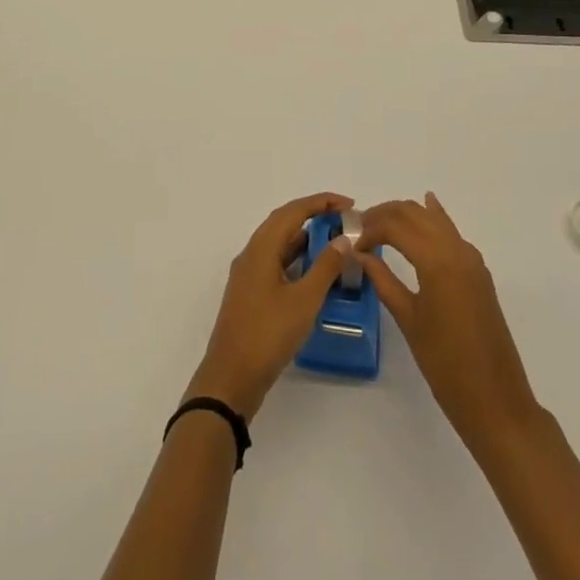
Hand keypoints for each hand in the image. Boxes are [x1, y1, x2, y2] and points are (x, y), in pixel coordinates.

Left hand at [184, 192, 353, 421]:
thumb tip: (343, 238)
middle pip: (284, 222)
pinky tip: (315, 272)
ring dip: (305, 238)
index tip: (349, 204)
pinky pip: (276, 262)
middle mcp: (252, 253)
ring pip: (279, 243)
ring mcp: (249, 274)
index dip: (321, 202)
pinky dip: (297, 259)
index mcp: (261, 247)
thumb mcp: (304, 300)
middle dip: (314, 215)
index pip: (293, 211)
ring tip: (335, 242)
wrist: (231, 378)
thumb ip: (325, 266)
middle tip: (344, 219)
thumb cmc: (268, 334)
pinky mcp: (251, 293)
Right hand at [357, 193, 542, 450]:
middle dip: (384, 215)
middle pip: (413, 213)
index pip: (395, 225)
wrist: (496, 401)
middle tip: (360, 230)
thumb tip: (359, 253)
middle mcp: (456, 249)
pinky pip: (451, 232)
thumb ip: (383, 281)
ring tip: (380, 226)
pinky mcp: (478, 271)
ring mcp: (471, 258)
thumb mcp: (409, 321)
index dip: (368, 228)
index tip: (350, 242)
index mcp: (437, 260)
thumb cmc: (446, 365)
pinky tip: (426, 209)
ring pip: (433, 218)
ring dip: (406, 215)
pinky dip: (434, 219)